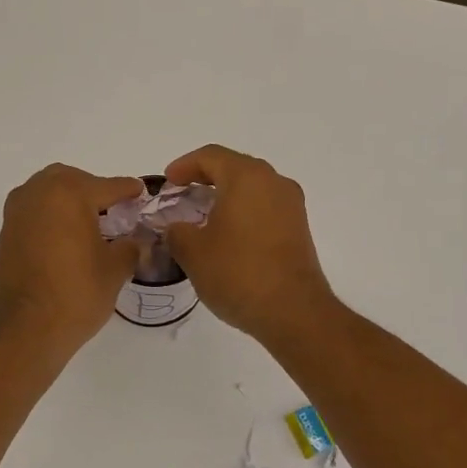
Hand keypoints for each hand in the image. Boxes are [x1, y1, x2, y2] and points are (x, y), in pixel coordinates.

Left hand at [0, 164, 144, 357]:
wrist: (24, 331)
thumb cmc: (76, 295)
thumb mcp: (115, 270)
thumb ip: (130, 247)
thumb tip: (136, 241)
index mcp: (69, 193)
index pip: (108, 186)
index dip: (129, 191)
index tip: (141, 192)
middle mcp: (38, 193)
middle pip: (73, 181)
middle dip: (94, 191)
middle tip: (115, 210)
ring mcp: (17, 212)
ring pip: (49, 192)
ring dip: (69, 201)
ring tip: (91, 225)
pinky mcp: (5, 233)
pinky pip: (34, 211)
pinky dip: (52, 216)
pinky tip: (68, 238)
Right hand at [163, 145, 334, 340]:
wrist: (293, 311)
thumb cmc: (238, 273)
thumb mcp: (193, 252)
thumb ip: (177, 232)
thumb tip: (178, 228)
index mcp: (247, 177)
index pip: (211, 156)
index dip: (184, 166)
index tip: (167, 182)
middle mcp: (274, 182)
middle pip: (234, 167)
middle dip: (205, 177)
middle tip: (182, 194)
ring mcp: (291, 205)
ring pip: (252, 188)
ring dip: (226, 196)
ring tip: (201, 216)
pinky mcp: (299, 228)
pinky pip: (265, 207)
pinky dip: (243, 212)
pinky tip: (227, 235)